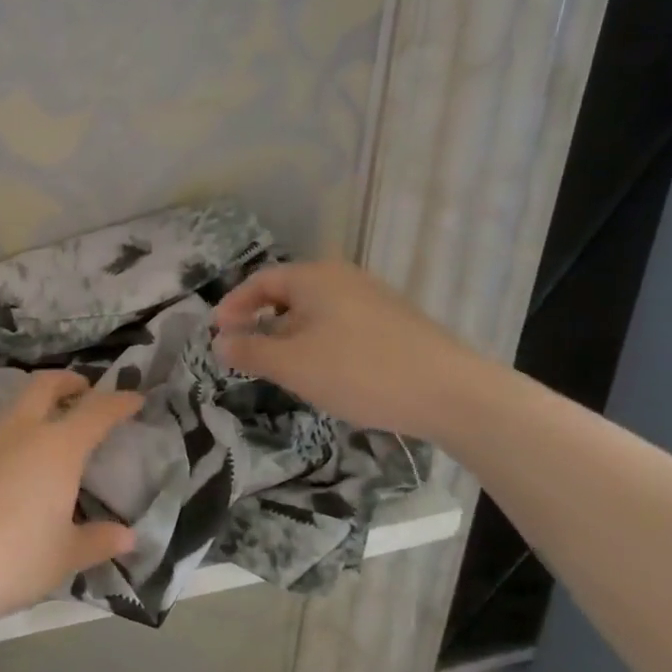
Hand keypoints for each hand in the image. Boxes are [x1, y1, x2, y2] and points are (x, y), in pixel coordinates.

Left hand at [0, 372, 141, 633]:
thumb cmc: (11, 563)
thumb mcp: (63, 558)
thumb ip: (97, 542)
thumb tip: (127, 537)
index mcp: (55, 450)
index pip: (96, 412)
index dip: (118, 402)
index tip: (133, 398)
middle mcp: (15, 434)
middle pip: (43, 386)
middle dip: (66, 382)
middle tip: (80, 390)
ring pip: (6, 420)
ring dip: (25, 427)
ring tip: (30, 463)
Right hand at [213, 258, 477, 439]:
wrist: (452, 393)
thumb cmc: (360, 371)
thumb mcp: (292, 365)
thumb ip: (250, 352)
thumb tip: (220, 343)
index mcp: (315, 277)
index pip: (261, 281)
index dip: (234, 305)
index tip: (218, 334)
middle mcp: (343, 278)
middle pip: (288, 293)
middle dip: (261, 322)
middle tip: (246, 353)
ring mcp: (373, 299)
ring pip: (316, 312)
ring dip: (290, 335)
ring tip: (282, 369)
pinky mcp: (394, 323)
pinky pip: (341, 325)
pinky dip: (319, 343)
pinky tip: (325, 373)